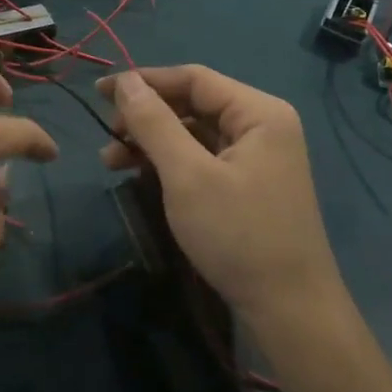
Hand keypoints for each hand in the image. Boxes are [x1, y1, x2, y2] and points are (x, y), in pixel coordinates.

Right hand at [95, 66, 343, 326]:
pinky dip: (170, 162)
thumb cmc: (239, 235)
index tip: (100, 92)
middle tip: (107, 134)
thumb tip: (124, 80)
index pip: (193, 78)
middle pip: (193, 103)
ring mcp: (257, 156)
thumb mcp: (187, 175)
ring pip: (193, 132)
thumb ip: (154, 122)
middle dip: (146, 116)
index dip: (144, 81)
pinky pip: (202, 157)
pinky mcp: (248, 183)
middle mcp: (262, 125)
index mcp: (258, 112)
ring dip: (152, 141)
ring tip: (111, 161)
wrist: (290, 313)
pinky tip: (139, 174)